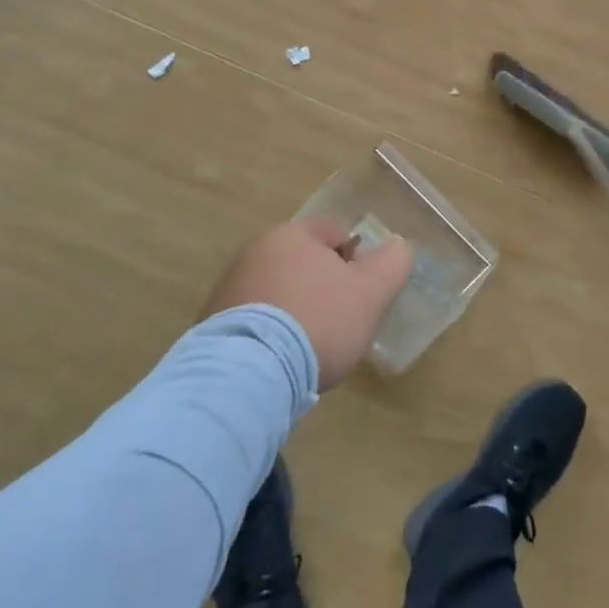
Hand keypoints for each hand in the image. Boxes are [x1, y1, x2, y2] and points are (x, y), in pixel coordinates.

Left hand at [202, 219, 412, 388]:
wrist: (247, 375)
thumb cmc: (317, 322)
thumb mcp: (370, 293)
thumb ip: (392, 264)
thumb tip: (399, 247)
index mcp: (292, 234)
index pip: (333, 232)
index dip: (355, 259)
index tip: (361, 294)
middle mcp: (255, 250)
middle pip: (302, 261)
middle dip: (322, 286)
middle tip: (339, 322)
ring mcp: (228, 286)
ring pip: (276, 290)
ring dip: (294, 309)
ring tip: (307, 348)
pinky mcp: (209, 324)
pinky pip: (252, 319)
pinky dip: (268, 333)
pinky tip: (278, 361)